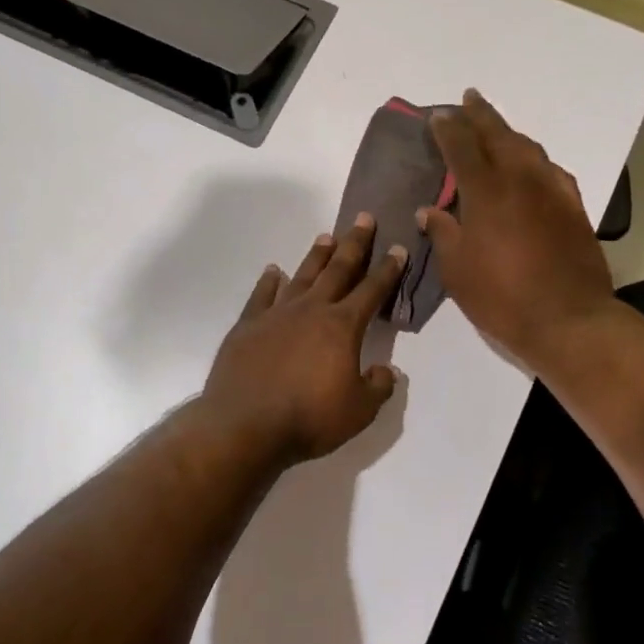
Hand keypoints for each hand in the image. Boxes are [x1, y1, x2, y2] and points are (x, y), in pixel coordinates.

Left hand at [199, 216, 408, 468]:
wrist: (245, 425)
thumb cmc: (309, 419)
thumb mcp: (359, 411)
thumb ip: (378, 387)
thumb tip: (387, 371)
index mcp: (342, 326)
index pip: (372, 290)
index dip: (388, 270)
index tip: (398, 248)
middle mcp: (310, 310)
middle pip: (338, 270)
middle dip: (354, 244)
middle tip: (364, 219)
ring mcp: (276, 314)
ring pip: (302, 275)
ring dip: (317, 256)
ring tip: (327, 237)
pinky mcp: (247, 325)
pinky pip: (262, 295)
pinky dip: (270, 281)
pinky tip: (274, 271)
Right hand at [420, 89, 618, 370]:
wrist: (569, 319)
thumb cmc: (502, 297)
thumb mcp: (457, 270)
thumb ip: (443, 233)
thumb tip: (429, 210)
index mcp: (486, 191)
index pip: (462, 147)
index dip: (449, 129)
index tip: (438, 116)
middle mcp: (521, 179)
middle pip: (499, 135)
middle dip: (481, 115)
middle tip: (468, 99)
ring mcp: (552, 190)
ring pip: (528, 147)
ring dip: (508, 132)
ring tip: (496, 128)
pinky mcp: (573, 207)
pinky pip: (550, 169)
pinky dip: (533, 159)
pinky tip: (530, 166)